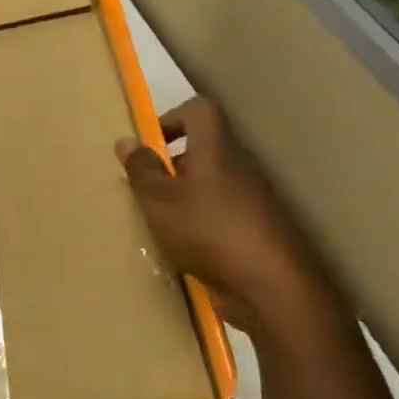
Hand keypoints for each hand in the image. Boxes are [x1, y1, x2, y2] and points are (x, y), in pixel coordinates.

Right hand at [118, 97, 339, 331]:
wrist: (272, 288)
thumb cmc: (208, 231)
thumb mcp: (160, 200)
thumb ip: (142, 170)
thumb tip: (127, 140)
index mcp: (216, 151)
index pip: (200, 111)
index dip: (172, 117)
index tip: (149, 145)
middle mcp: (239, 169)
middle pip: (204, 150)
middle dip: (172, 165)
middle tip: (145, 189)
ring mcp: (252, 203)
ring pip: (212, 186)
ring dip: (184, 198)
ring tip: (159, 223)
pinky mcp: (257, 233)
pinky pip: (221, 216)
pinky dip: (200, 226)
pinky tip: (184, 250)